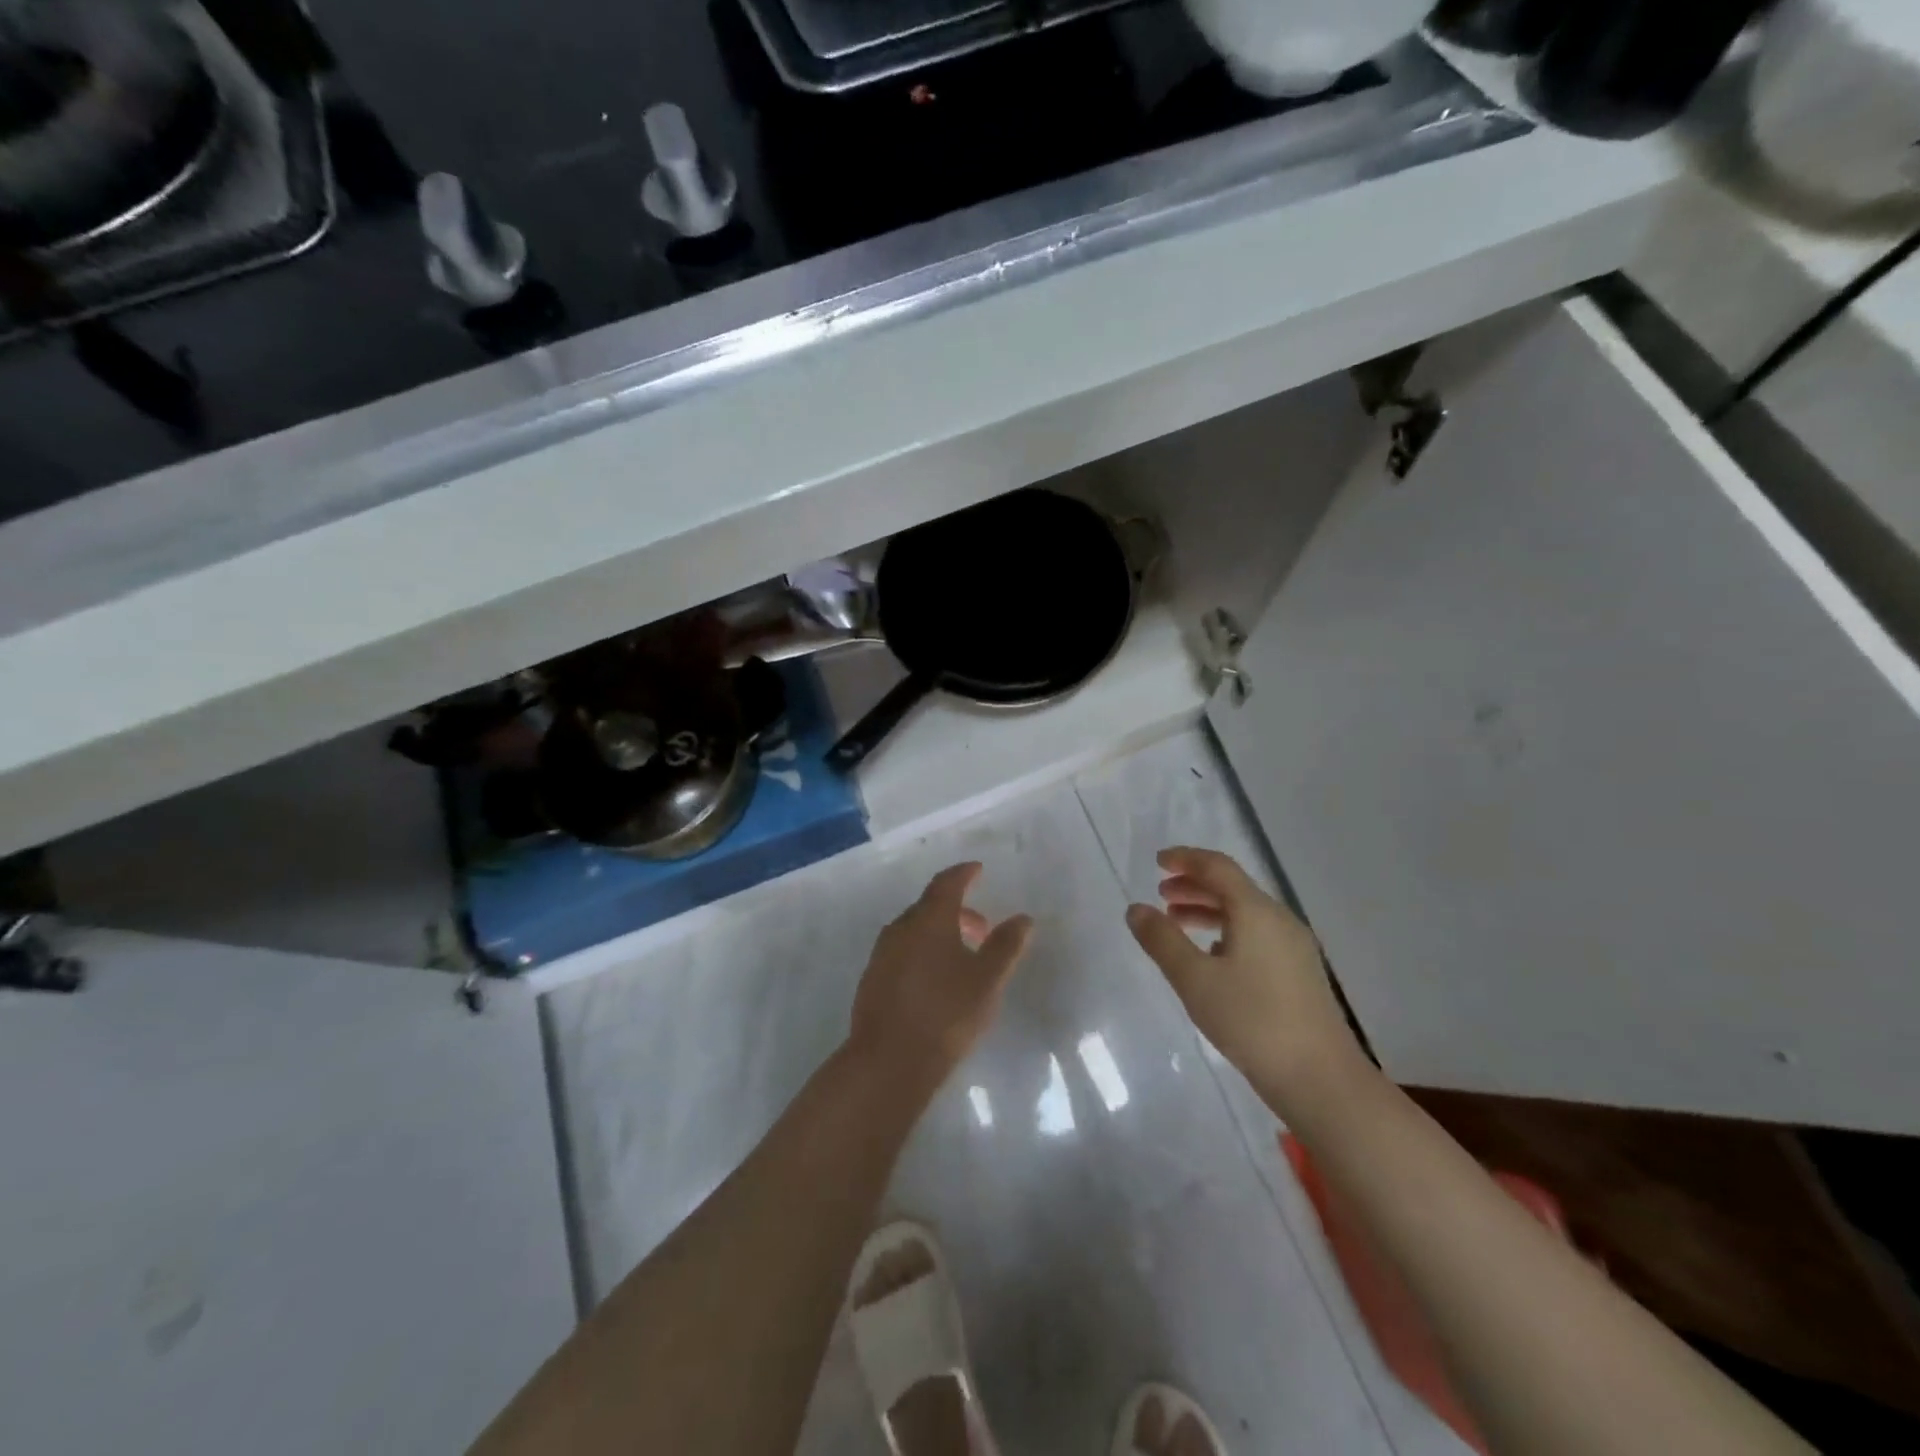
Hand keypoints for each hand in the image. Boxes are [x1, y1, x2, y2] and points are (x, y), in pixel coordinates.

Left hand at [848, 863, 1033, 1096]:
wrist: (888, 1062)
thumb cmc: (945, 1014)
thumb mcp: (987, 980)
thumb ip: (1006, 946)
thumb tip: (1023, 918)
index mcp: (928, 919)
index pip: (946, 883)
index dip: (964, 874)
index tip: (978, 870)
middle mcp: (900, 928)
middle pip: (930, 907)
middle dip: (958, 911)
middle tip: (982, 929)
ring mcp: (881, 954)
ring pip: (915, 931)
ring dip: (940, 933)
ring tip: (962, 958)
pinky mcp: (872, 980)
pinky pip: (902, 952)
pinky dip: (923, 952)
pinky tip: (935, 981)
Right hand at [1126, 847, 1366, 1110]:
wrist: (1320, 1079)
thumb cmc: (1251, 1021)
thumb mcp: (1194, 980)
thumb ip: (1162, 940)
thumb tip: (1136, 909)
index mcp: (1256, 911)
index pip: (1218, 867)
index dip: (1186, 859)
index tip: (1158, 861)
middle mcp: (1279, 920)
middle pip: (1233, 888)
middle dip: (1194, 885)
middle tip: (1161, 894)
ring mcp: (1294, 947)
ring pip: (1245, 913)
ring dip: (1208, 910)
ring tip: (1177, 923)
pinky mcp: (1299, 973)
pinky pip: (1257, 935)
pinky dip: (1227, 932)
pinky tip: (1211, 957)